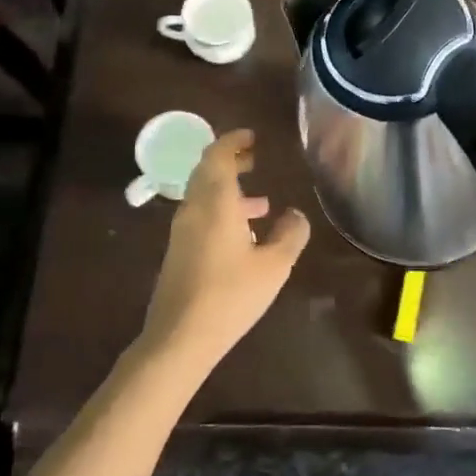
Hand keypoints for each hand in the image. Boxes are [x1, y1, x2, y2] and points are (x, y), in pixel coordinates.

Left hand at [141, 129, 309, 371]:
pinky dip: (221, 212)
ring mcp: (182, 231)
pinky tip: (244, 237)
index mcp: (215, 202)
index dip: (233, 140)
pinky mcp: (179, 252)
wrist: (178, 338)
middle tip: (255, 160)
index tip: (252, 137)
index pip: (218, 155)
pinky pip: (200, 216)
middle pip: (207, 172)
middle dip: (230, 161)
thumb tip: (296, 215)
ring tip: (261, 203)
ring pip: (203, 196)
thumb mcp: (274, 266)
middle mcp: (194, 209)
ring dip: (228, 190)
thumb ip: (290, 235)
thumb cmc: (230, 295)